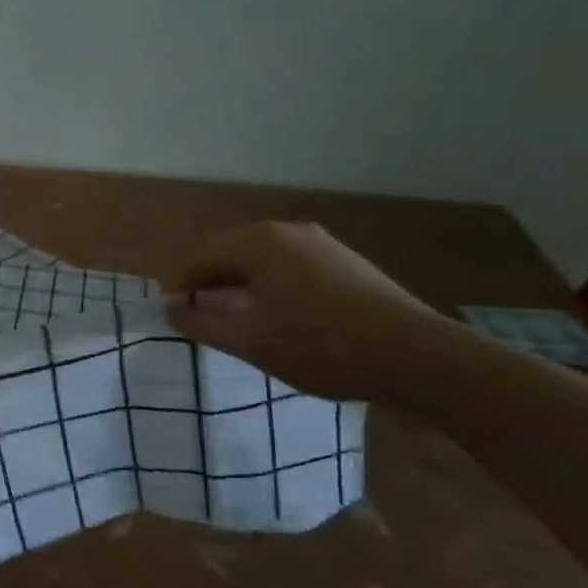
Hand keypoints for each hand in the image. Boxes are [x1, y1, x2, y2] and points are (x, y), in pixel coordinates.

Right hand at [166, 222, 447, 400]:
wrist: (417, 356)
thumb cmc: (321, 347)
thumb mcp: (251, 342)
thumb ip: (202, 323)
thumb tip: (170, 309)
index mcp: (257, 243)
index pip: (200, 256)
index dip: (180, 283)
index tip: (172, 311)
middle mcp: (284, 231)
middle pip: (229, 249)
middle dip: (209, 277)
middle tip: (199, 311)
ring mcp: (319, 241)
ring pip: (261, 255)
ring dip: (240, 279)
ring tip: (236, 313)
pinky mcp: (344, 259)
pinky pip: (289, 261)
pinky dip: (271, 280)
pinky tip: (280, 310)